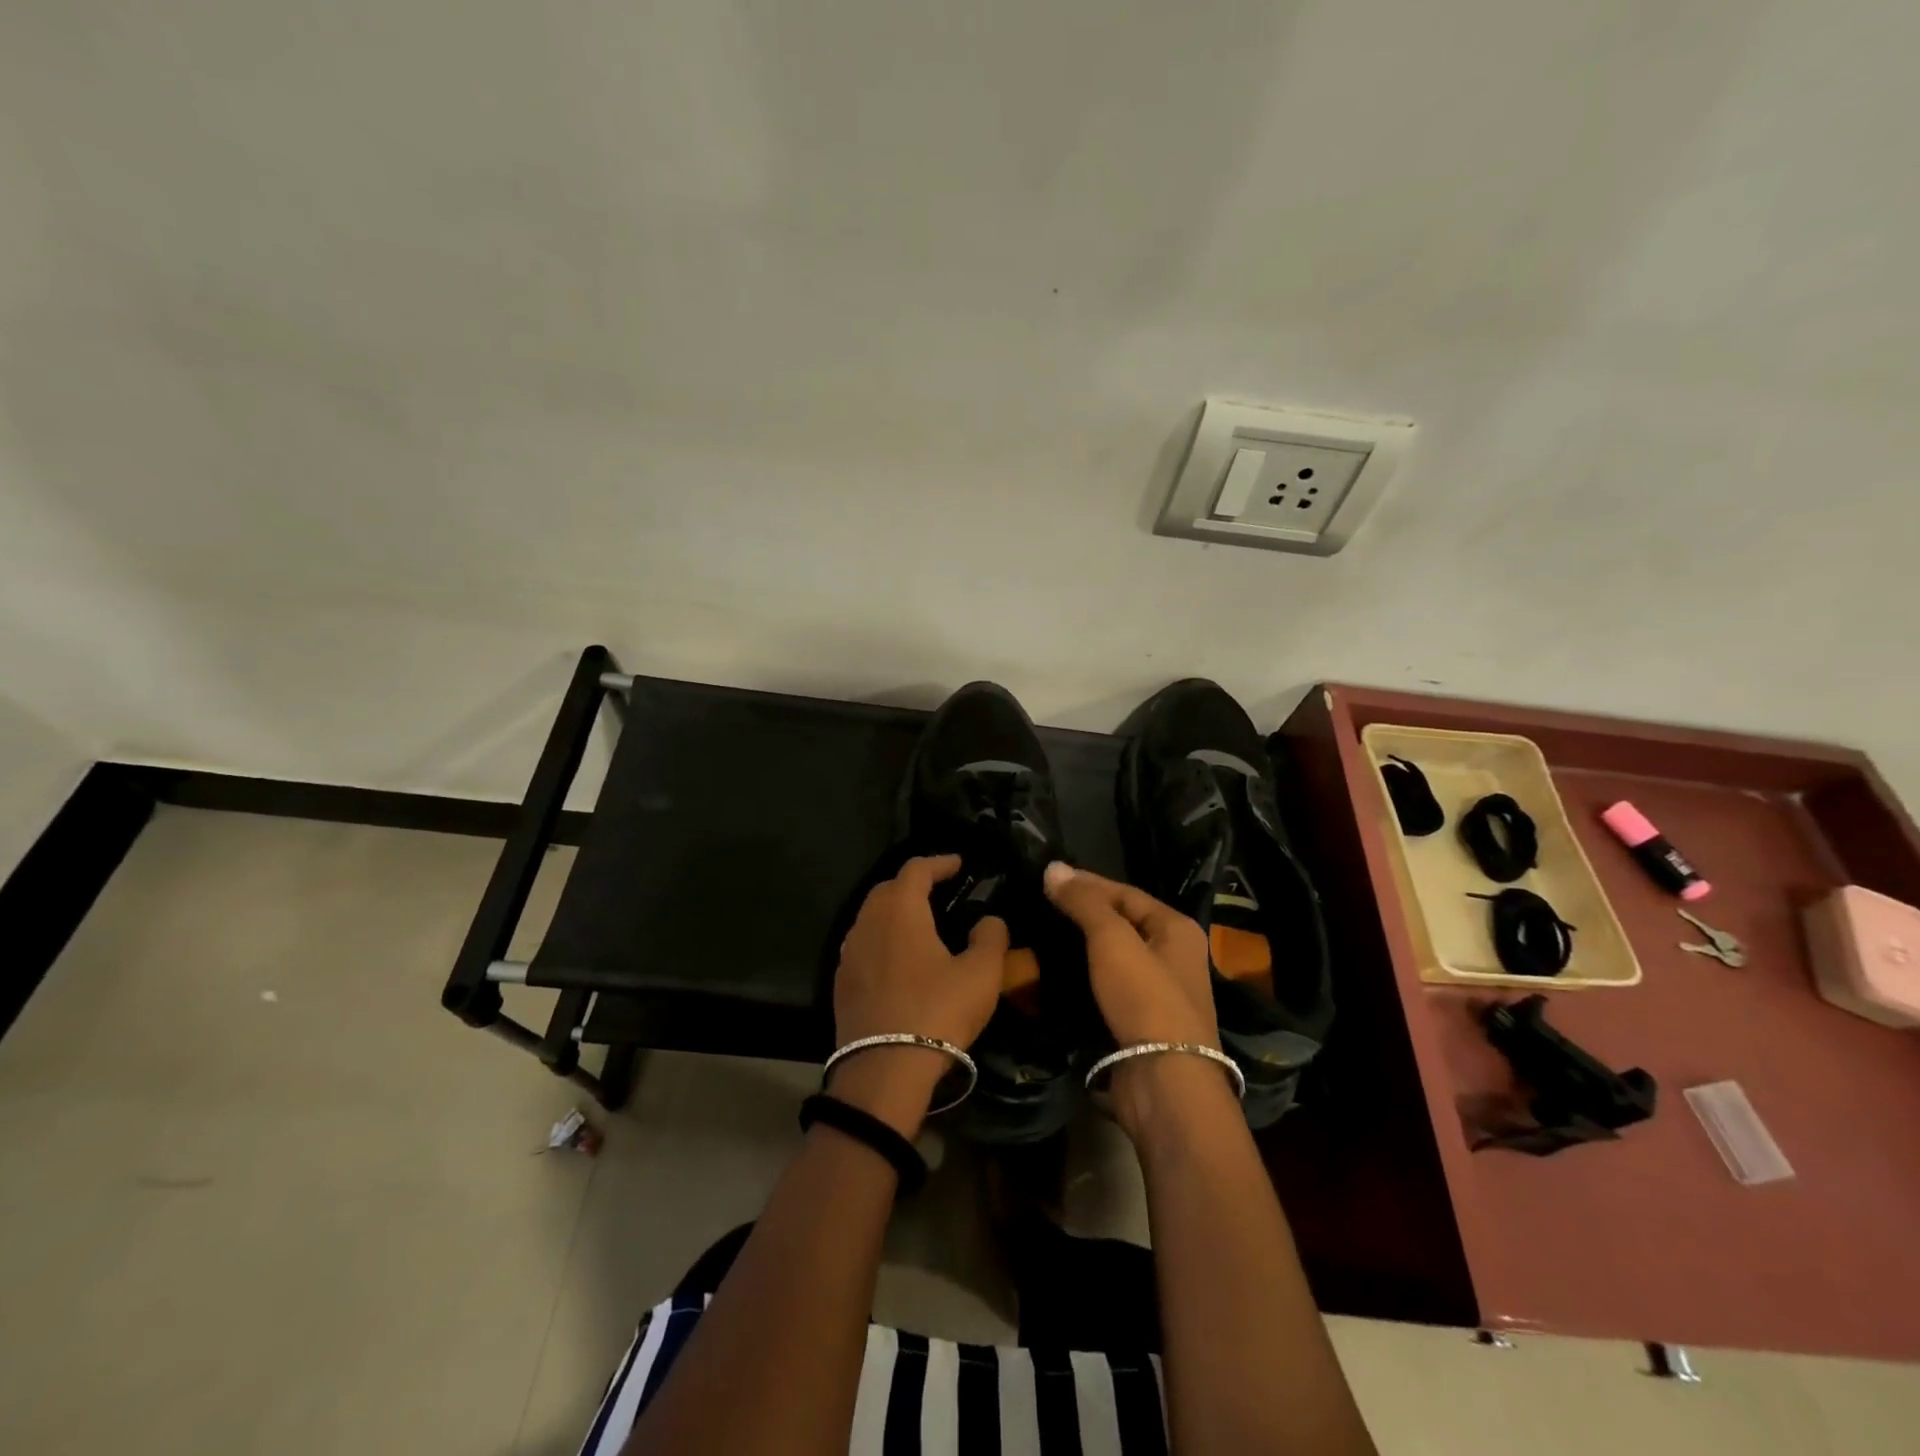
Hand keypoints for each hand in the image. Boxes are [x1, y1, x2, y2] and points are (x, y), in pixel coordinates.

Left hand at [830, 855, 1007, 1133]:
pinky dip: (883, 940)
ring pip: (872, 917)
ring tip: (922, 924)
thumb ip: (991, 937)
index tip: (959, 864)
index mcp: (900, 910)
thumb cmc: (937, 1012)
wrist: (883, 1071)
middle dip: (914, 883)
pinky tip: (901, 960)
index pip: (916, 869)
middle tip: (941, 891)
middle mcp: (867, 922)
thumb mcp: (981, 974)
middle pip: (888, 888)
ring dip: (896, 912)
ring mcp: (848, 953)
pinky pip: (863, 945)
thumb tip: (989, 920)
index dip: (939, 862)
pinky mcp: (841, 982)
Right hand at [1042, 862, 1216, 1047]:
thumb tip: (1053, 867)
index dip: (1088, 883)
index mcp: (1177, 929)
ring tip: (1045, 935)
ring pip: (1115, 957)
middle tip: (1043, 905)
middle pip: (1123, 923)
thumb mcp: (1112, 940)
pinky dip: (1086, 976)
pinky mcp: (1142, 1023)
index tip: (1050, 878)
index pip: (1126, 893)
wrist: (1165, 1082)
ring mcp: (1160, 993)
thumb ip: (1084, 902)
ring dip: (1083, 946)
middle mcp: (1174, 956)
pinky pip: (1110, 986)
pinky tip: (1059, 974)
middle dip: (1085, 913)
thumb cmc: (1145, 998)